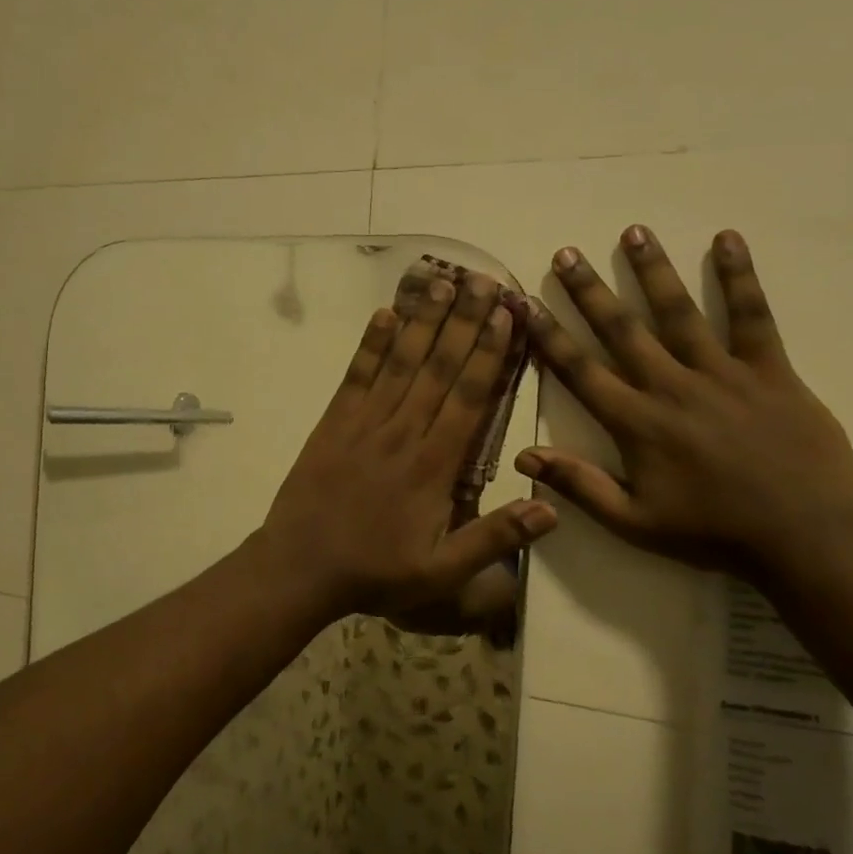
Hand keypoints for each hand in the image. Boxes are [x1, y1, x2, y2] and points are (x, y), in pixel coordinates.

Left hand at [256, 271, 557, 622]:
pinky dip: (370, 345)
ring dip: (422, 322)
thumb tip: (552, 509)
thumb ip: (494, 539)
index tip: (507, 316)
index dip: (489, 354)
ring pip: (400, 363)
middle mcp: (402, 433)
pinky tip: (383, 314)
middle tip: (484, 280)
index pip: (468, 398)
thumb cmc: (376, 571)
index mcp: (433, 466)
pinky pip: (356, 376)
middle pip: (438, 368)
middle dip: (464, 322)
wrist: (300, 568)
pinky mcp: (333, 423)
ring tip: (442, 283)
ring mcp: (364, 423)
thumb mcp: (442, 573)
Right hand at [518, 227, 852, 574]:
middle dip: (589, 291)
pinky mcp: (770, 370)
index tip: (527, 305)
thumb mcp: (634, 522)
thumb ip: (579, 485)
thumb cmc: (712, 532)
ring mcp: (723, 374)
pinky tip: (726, 240)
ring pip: (679, 312)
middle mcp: (671, 387)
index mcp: (637, 423)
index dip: (550, 337)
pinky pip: (752, 316)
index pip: (581, 371)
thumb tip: (524, 456)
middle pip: (622, 330)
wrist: (804, 536)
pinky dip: (739, 277)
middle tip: (566, 254)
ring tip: (632, 232)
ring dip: (653, 271)